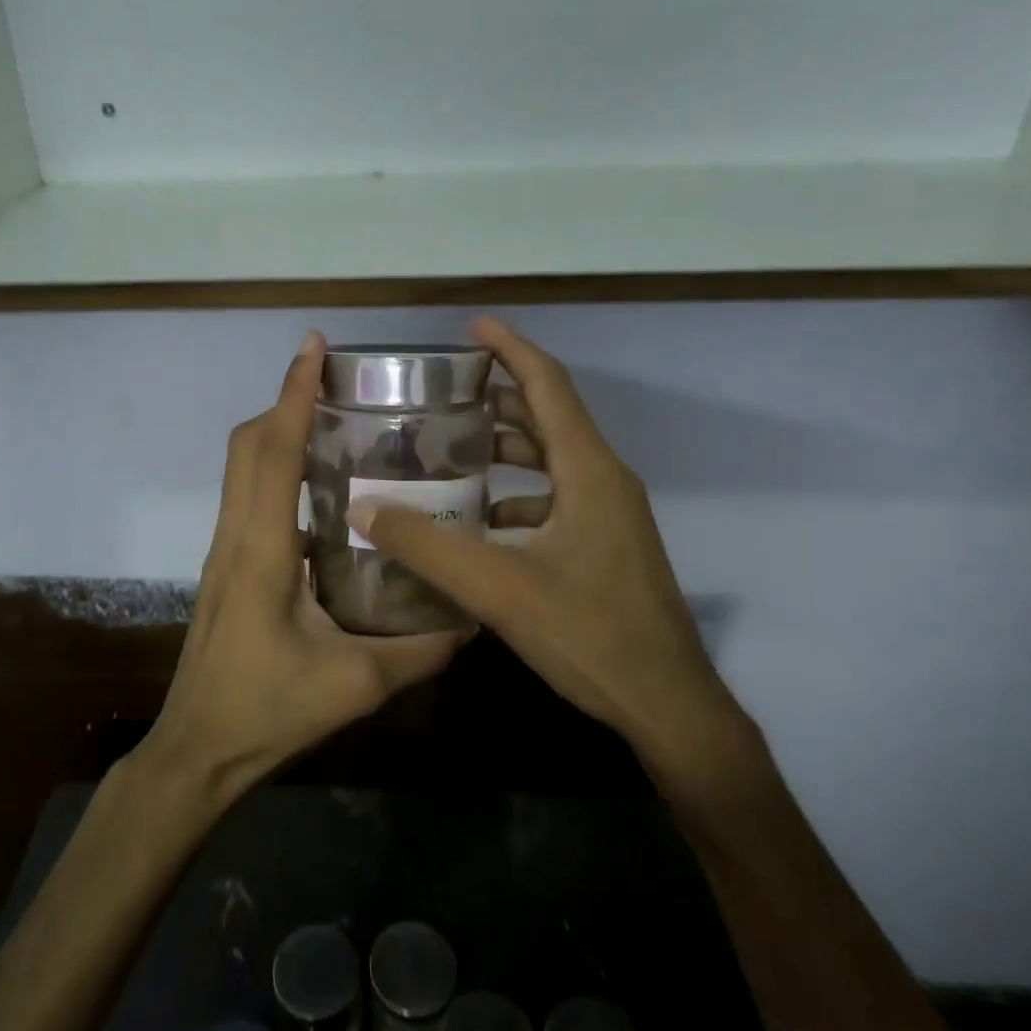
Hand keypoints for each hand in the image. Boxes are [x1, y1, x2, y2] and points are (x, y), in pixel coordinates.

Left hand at [139, 331, 463, 803]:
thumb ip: (418, 653)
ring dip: (279, 434)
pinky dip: (277, 471)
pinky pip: (249, 499)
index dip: (291, 393)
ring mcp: (225, 553)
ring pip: (243, 470)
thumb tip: (470, 624)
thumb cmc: (266, 713)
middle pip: (247, 447)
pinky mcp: (227, 570)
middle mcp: (235, 538)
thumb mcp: (354, 685)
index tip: (313, 347)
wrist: (198, 751)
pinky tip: (323, 491)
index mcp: (261, 551)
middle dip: (285, 402)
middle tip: (336, 382)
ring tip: (334, 422)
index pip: (271, 452)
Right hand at [346, 317, 751, 782]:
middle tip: (444, 394)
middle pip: (549, 418)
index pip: (548, 386)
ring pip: (553, 461)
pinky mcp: (606, 545)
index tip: (473, 328)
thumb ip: (427, 548)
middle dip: (499, 397)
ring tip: (452, 449)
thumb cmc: (590, 636)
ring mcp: (610, 515)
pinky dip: (517, 495)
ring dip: (507, 448)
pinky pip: (556, 498)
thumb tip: (364, 507)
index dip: (511, 349)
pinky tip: (479, 521)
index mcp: (589, 472)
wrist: (666, 702)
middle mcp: (605, 481)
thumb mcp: (499, 589)